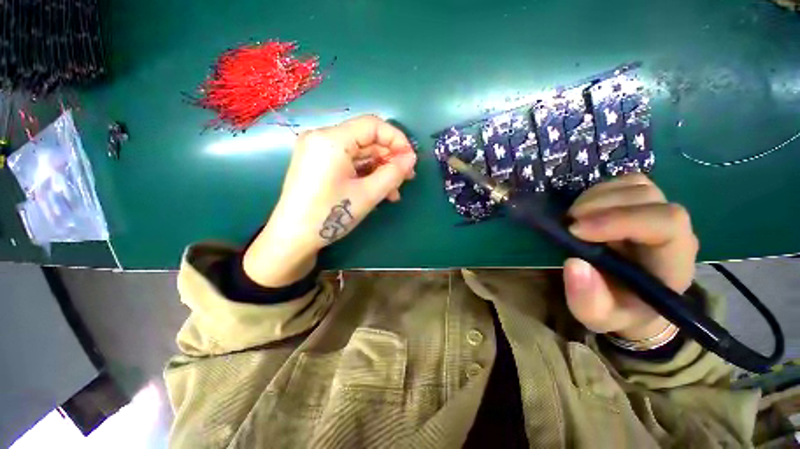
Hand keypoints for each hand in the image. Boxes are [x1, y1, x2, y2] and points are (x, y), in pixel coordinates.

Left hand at [243, 115, 416, 286]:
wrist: (292, 238)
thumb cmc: (330, 215)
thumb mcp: (367, 195)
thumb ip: (393, 173)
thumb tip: (411, 158)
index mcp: (331, 139)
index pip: (373, 125)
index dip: (397, 140)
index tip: (411, 160)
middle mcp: (322, 137)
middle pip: (366, 139)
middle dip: (389, 159)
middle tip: (406, 178)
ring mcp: (318, 151)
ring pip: (359, 153)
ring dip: (379, 170)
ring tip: (394, 192)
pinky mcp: (317, 164)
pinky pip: (348, 163)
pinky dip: (365, 174)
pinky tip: (377, 191)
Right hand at [563, 174, 698, 341]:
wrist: (631, 300)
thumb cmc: (618, 310)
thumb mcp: (598, 316)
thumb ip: (588, 299)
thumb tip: (574, 263)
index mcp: (673, 261)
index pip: (665, 222)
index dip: (620, 220)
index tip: (576, 231)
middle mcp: (672, 231)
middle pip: (648, 196)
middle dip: (601, 204)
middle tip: (568, 222)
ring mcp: (657, 212)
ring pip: (636, 184)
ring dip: (597, 196)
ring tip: (573, 216)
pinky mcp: (640, 205)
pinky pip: (625, 182)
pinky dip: (599, 190)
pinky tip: (584, 209)